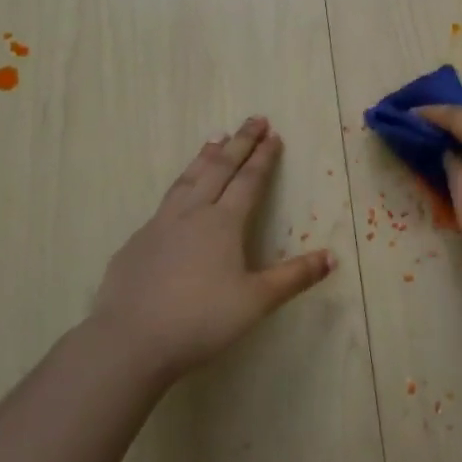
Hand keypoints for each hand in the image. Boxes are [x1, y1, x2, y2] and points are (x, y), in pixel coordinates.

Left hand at [89, 116, 333, 381]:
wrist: (129, 341)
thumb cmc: (201, 320)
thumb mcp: (256, 301)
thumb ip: (294, 277)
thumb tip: (332, 257)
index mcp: (223, 223)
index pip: (248, 180)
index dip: (263, 157)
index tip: (273, 134)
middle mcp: (193, 213)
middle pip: (219, 168)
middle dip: (240, 142)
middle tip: (254, 119)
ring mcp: (160, 225)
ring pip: (188, 179)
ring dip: (206, 156)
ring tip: (216, 138)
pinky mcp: (137, 242)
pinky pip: (165, 203)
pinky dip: (180, 186)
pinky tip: (179, 194)